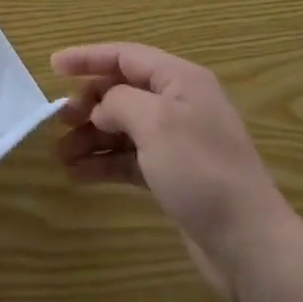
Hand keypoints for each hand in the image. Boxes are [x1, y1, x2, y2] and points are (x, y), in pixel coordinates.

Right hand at [53, 42, 299, 301]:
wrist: (250, 245)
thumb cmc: (201, 172)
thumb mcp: (155, 123)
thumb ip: (119, 102)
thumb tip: (102, 108)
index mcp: (180, 80)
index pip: (125, 56)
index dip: (88, 58)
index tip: (53, 66)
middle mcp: (179, 104)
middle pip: (122, 90)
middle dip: (88, 103)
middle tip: (59, 120)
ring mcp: (178, 141)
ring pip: (123, 127)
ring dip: (91, 137)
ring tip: (61, 154)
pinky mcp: (174, 176)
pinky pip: (130, 158)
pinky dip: (105, 162)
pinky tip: (78, 174)